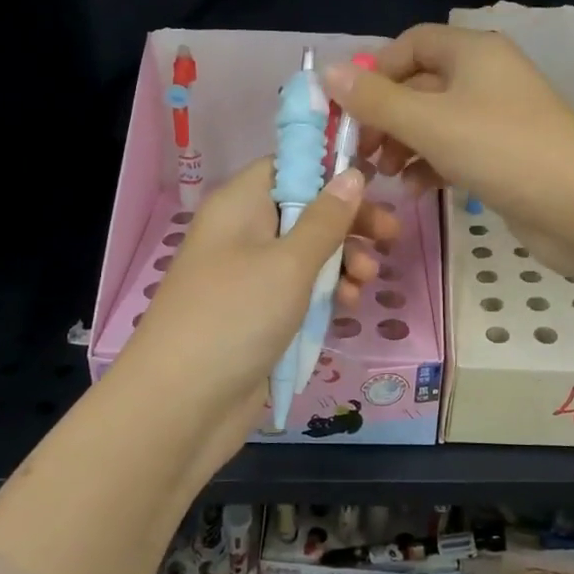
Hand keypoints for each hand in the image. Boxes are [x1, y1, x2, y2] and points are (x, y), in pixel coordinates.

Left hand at [111, 159, 398, 463]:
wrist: (182, 405)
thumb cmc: (236, 316)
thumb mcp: (289, 263)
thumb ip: (326, 219)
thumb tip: (351, 173)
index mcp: (239, 206)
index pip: (286, 168)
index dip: (327, 172)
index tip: (371, 184)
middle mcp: (242, 234)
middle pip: (304, 211)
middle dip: (349, 223)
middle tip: (391, 237)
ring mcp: (249, 278)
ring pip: (307, 255)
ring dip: (343, 262)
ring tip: (368, 281)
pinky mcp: (258, 317)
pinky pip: (299, 292)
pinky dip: (326, 294)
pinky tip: (350, 307)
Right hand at [321, 24, 573, 269]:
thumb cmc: (500, 149)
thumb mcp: (429, 122)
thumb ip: (375, 100)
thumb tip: (327, 72)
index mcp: (472, 52)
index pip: (412, 43)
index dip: (376, 70)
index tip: (349, 108)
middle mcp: (485, 76)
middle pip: (420, 85)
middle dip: (386, 117)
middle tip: (360, 153)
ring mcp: (497, 117)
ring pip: (434, 122)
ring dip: (403, 145)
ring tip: (381, 176)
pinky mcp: (503, 154)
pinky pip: (454, 149)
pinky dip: (430, 164)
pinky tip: (413, 190)